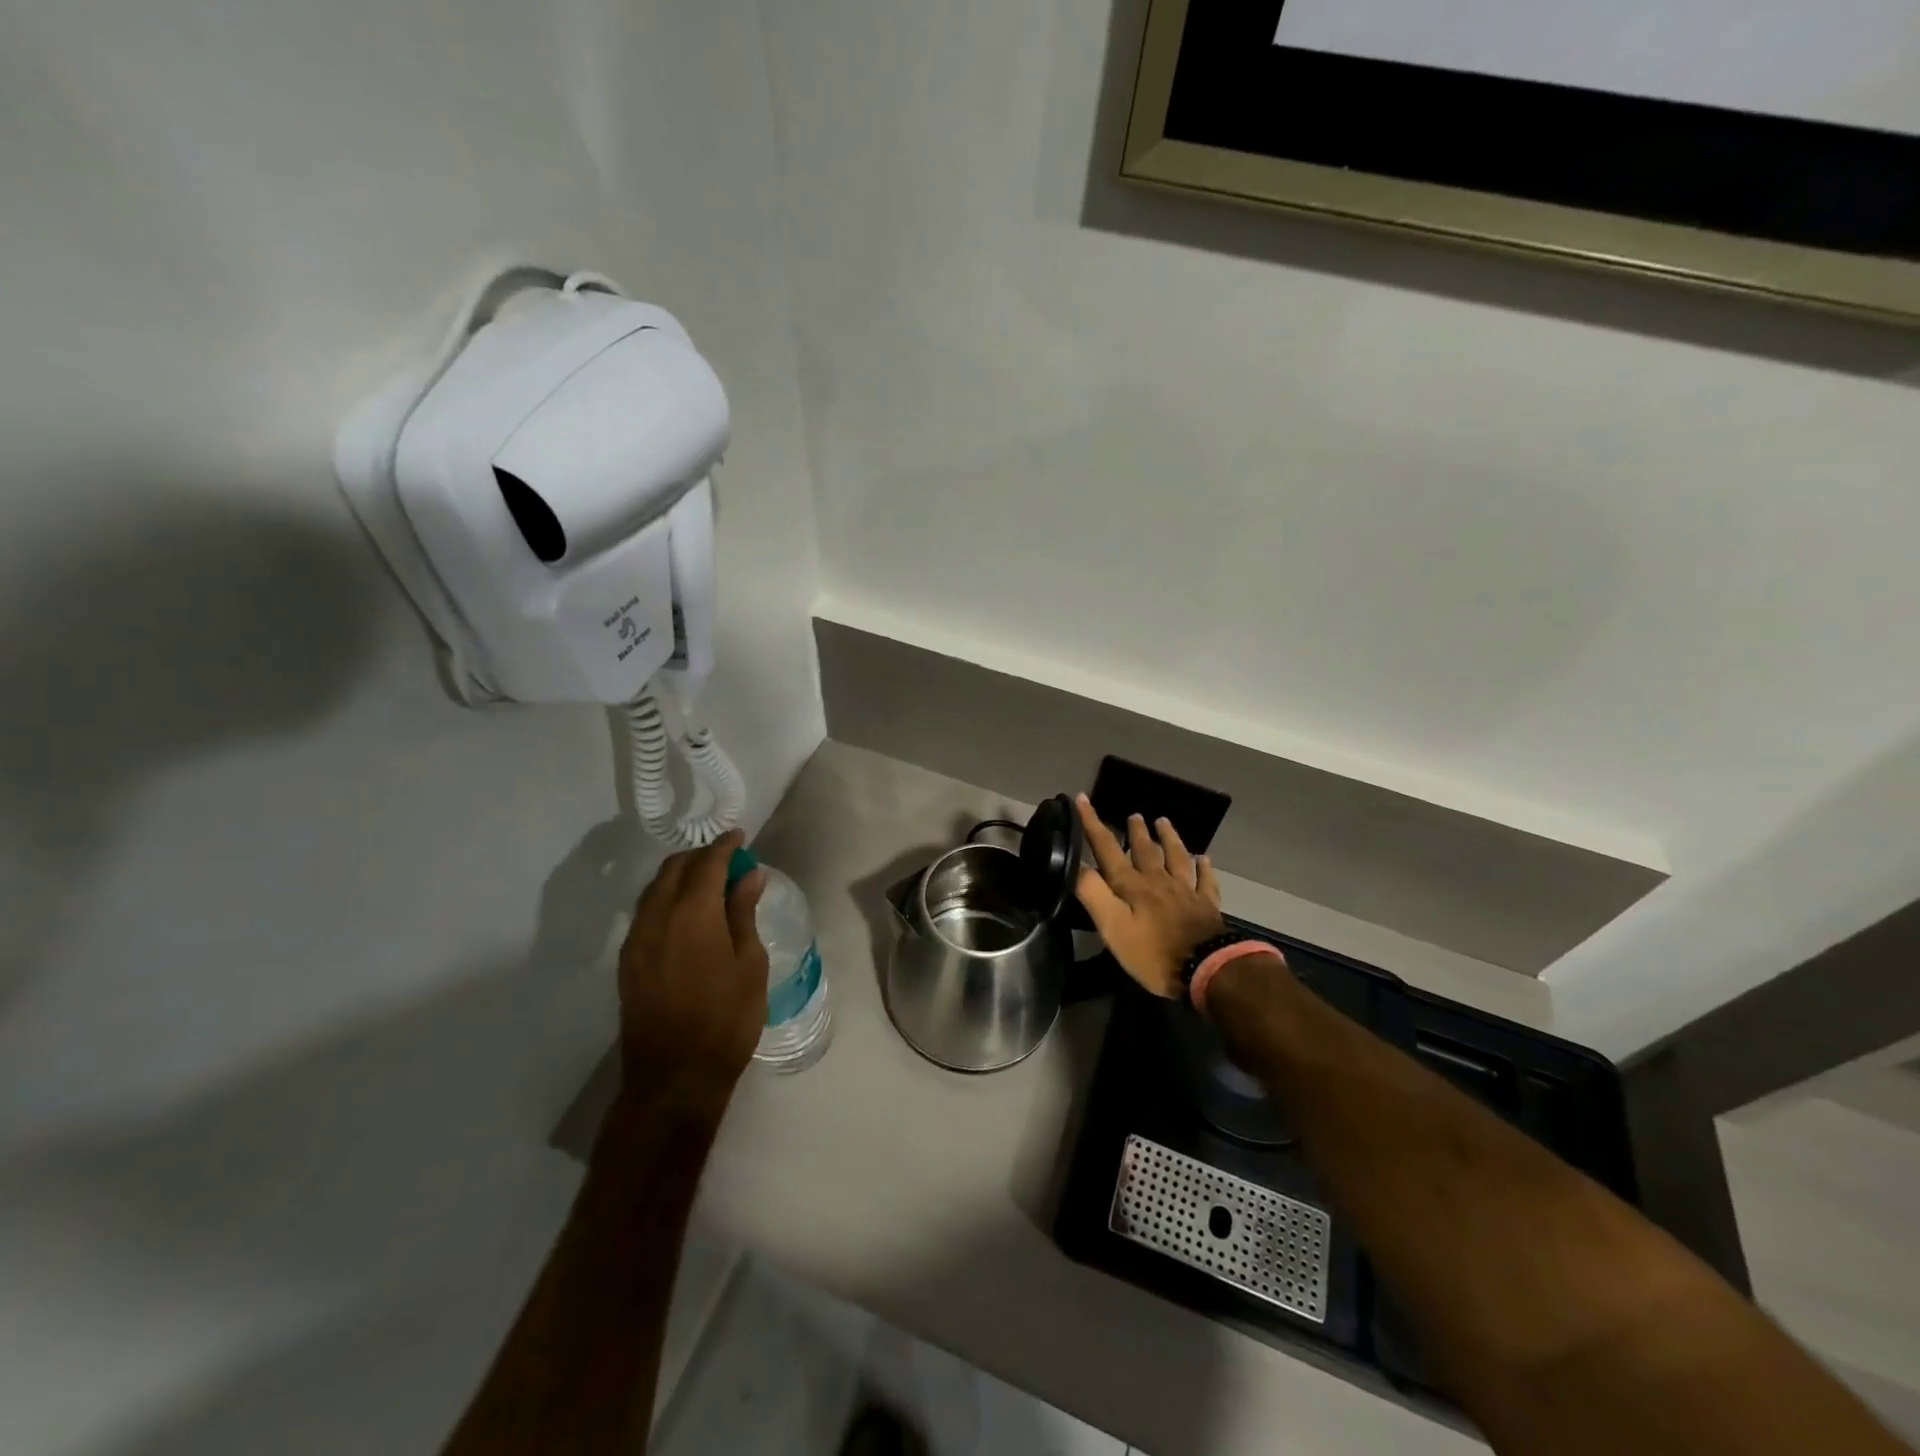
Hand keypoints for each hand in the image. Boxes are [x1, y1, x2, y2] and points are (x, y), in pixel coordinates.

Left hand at [616, 829, 768, 1115]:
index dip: (724, 846)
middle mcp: (657, 918)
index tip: (740, 836)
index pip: (707, 863)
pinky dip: (666, 898)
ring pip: (654, 889)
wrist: (674, 1077)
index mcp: (692, 915)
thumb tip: (749, 875)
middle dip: (700, 856)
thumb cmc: (726, 1020)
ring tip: (709, 882)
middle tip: (728, 860)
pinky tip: (687, 913)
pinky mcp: (628, 961)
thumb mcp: (749, 964)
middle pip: (674, 869)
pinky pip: (646, 912)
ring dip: (680, 875)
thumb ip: (743, 913)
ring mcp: (636, 941)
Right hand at [1073, 795, 1226, 998]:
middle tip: (1134, 815)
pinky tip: (1204, 858)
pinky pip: (1206, 880)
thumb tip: (1076, 864)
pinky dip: (1204, 867)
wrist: (1207, 969)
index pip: (1107, 848)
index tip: (1082, 798)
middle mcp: (1159, 881)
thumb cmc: (1153, 953)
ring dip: (1169, 838)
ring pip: (1176, 857)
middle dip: (1135, 831)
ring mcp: (1186, 891)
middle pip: (1145, 850)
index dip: (1093, 823)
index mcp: (1132, 886)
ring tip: (1163, 822)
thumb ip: (1094, 894)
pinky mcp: (1207, 906)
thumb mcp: (1113, 927)